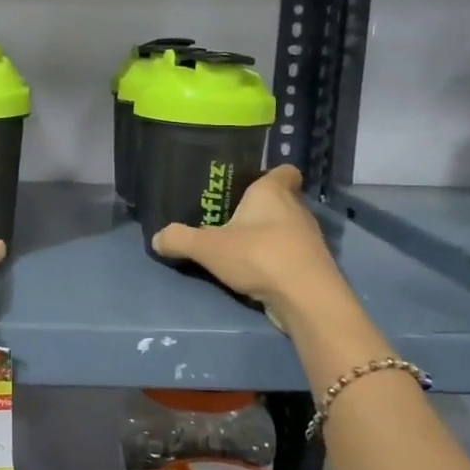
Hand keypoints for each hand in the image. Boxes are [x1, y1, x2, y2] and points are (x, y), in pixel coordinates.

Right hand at [151, 165, 342, 329]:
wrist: (306, 298)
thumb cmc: (259, 256)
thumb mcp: (208, 247)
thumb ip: (180, 239)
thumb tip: (157, 238)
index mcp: (273, 191)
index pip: (284, 170)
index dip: (269, 174)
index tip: (248, 185)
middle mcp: (296, 208)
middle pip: (281, 199)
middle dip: (259, 208)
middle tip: (231, 218)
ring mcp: (308, 237)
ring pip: (286, 227)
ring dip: (267, 235)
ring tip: (239, 246)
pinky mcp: (312, 264)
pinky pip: (290, 252)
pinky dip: (275, 258)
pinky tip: (254, 270)